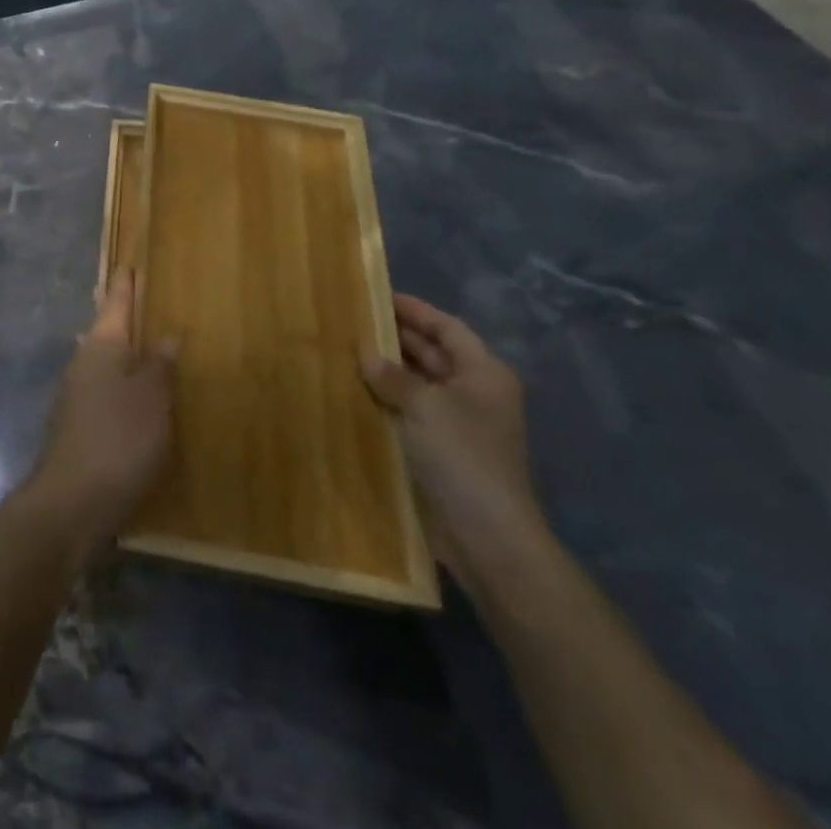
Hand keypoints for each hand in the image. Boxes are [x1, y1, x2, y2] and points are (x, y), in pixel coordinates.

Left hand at [30, 270, 177, 556]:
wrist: (72, 501)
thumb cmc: (118, 440)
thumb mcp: (150, 400)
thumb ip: (158, 367)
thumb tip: (165, 336)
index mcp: (101, 347)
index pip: (115, 304)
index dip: (124, 285)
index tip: (128, 264)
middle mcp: (83, 363)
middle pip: (104, 330)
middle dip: (120, 316)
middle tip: (138, 299)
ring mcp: (75, 395)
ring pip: (101, 361)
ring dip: (119, 351)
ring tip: (142, 344)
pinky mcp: (76, 425)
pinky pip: (101, 389)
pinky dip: (117, 382)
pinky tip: (131, 395)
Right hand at [363, 294, 546, 587]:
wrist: (485, 535)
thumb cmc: (462, 456)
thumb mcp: (424, 405)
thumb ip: (393, 375)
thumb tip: (366, 352)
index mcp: (483, 373)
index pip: (447, 327)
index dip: (415, 310)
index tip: (376, 294)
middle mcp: (473, 392)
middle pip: (432, 352)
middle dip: (395, 337)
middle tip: (351, 320)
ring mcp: (457, 423)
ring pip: (417, 383)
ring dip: (386, 369)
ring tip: (344, 351)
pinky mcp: (439, 449)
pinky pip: (409, 411)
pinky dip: (385, 399)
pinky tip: (353, 391)